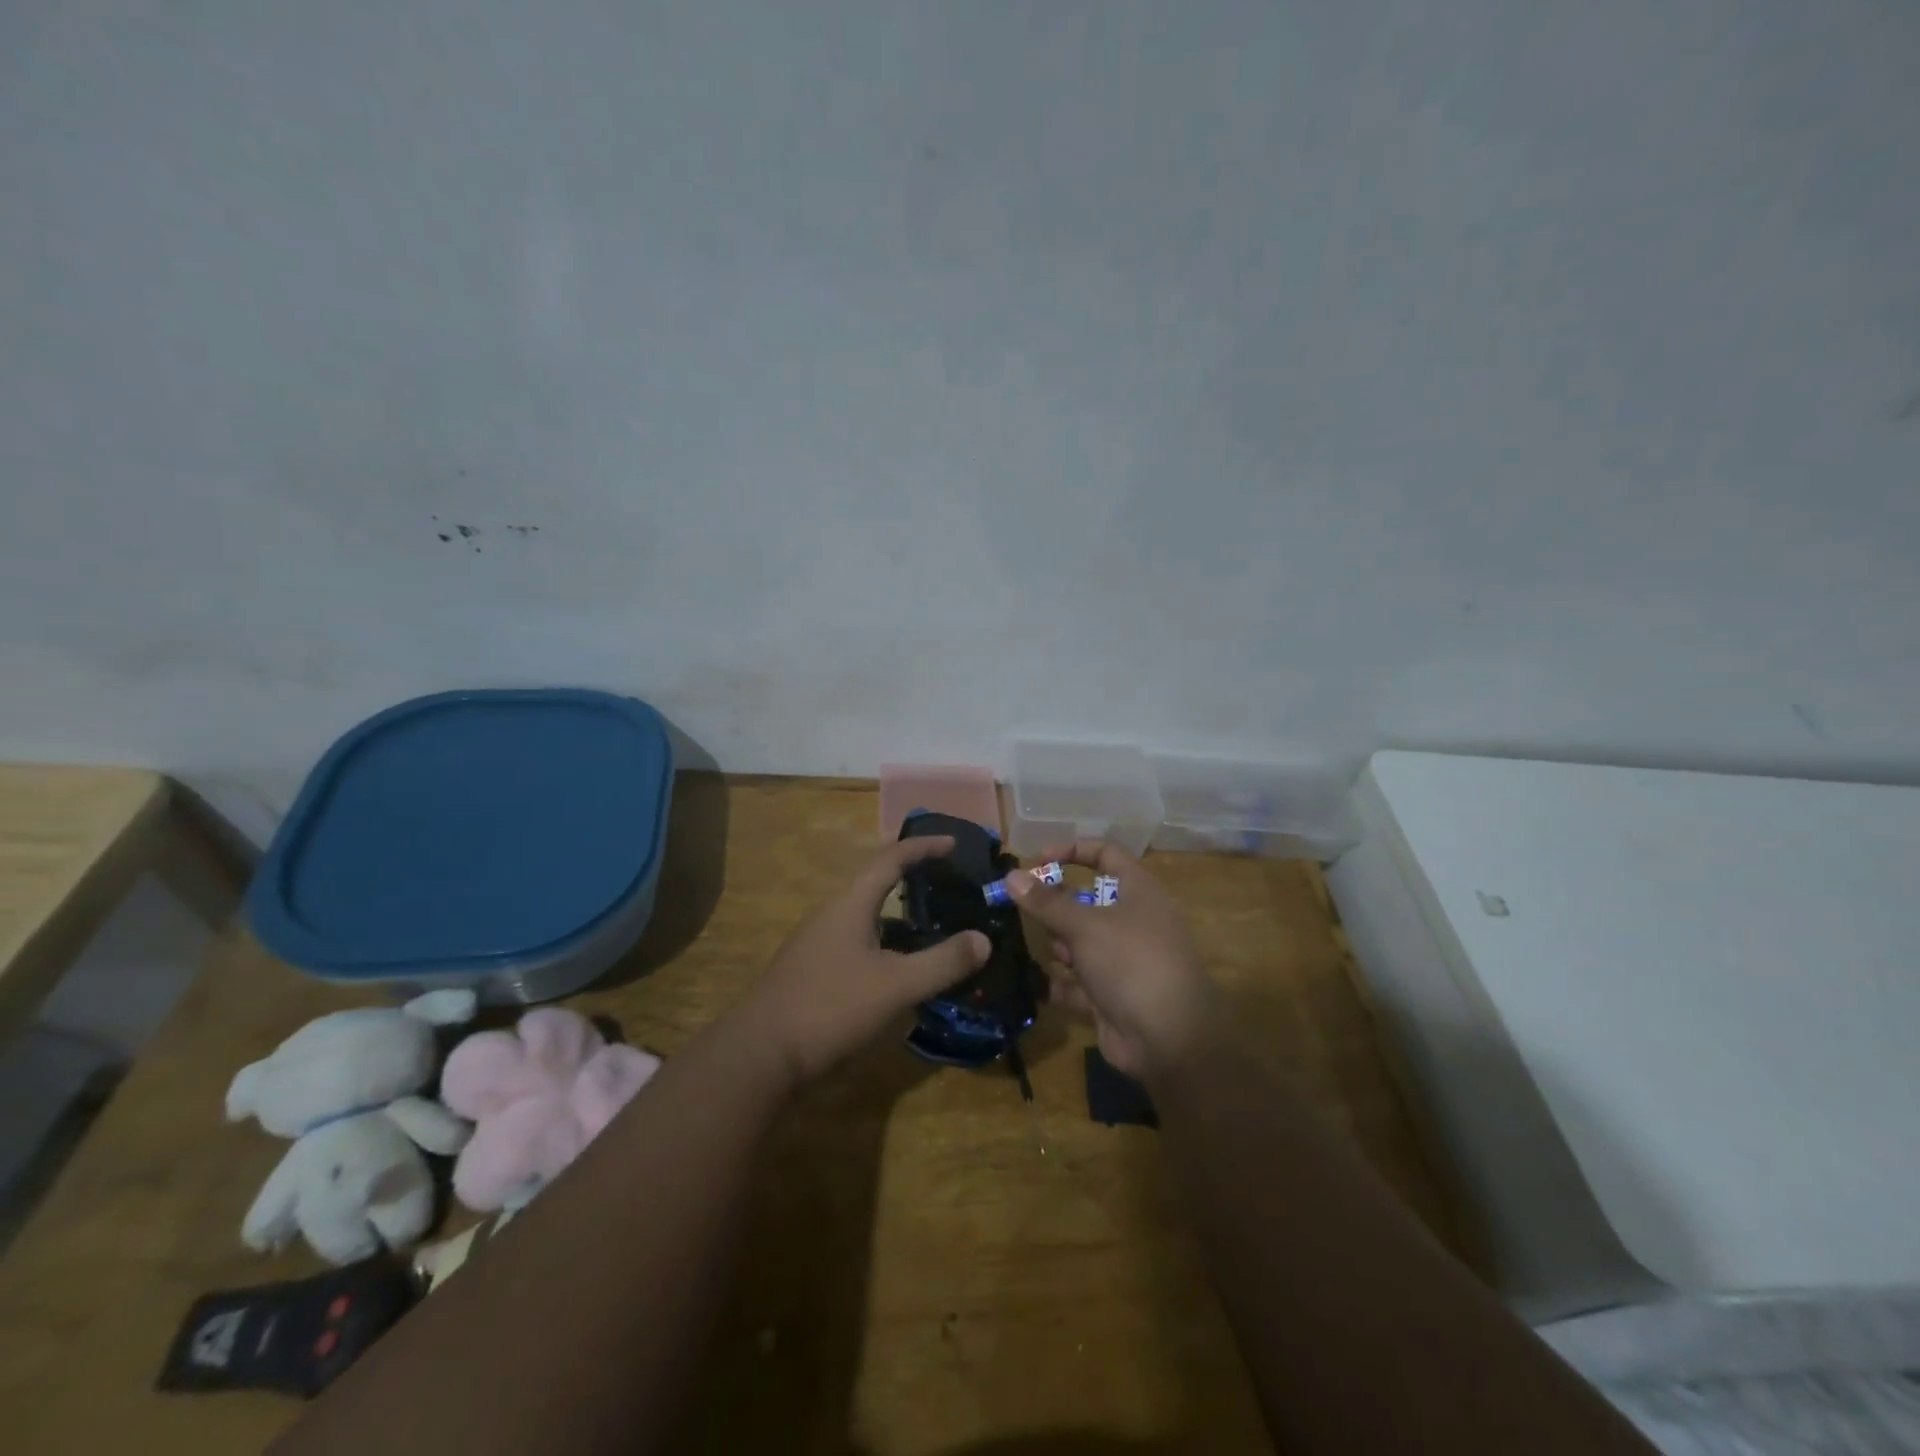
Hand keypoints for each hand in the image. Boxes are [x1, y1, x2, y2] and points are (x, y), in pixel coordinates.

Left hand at [740, 837, 989, 1087]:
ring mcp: (819, 943)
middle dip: (914, 878)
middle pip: (878, 882)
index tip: (954, 843)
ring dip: (902, 916)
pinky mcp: (814, 972)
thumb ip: (942, 962)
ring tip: (936, 926)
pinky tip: (903, 971)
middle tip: (950, 884)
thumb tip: (983, 940)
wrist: (759, 1056)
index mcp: (851, 903)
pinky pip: (861, 943)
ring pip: (869, 916)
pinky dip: (888, 944)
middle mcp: (833, 914)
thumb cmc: (829, 1008)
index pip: (892, 858)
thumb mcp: (895, 986)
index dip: (924, 847)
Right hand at [1009, 840, 1219, 1078]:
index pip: (1105, 854)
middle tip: (1026, 911)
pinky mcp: (1112, 994)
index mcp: (1138, 892)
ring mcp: (1123, 959)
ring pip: (1080, 941)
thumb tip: (1011, 876)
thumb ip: (1045, 902)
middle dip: (1056, 906)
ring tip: (1051, 953)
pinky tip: (1037, 984)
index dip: (1071, 851)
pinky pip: (1078, 980)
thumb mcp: (1085, 926)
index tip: (1034, 862)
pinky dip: (1060, 982)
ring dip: (1060, 945)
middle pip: (1087, 900)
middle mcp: (1132, 921)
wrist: (1169, 1040)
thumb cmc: (1131, 964)